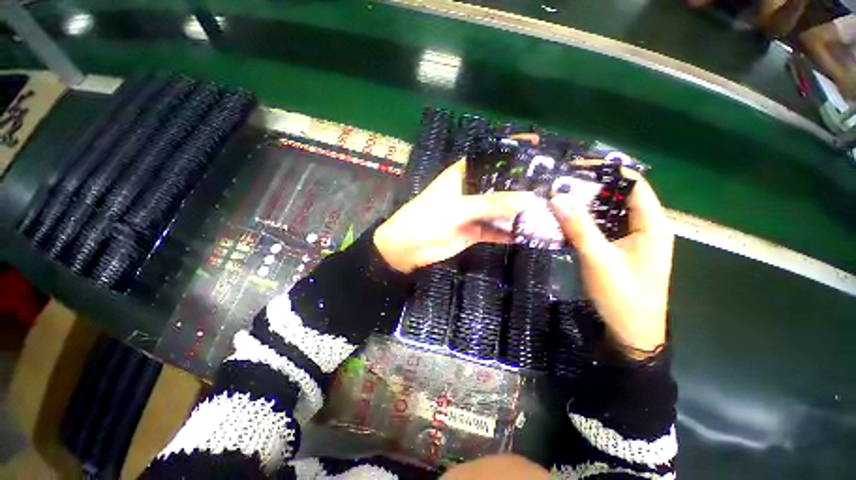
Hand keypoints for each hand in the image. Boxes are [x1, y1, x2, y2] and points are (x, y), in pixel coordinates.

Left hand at [374, 159, 535, 273]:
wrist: (407, 248)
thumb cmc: (426, 218)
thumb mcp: (459, 207)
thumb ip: (491, 203)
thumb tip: (528, 199)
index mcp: (462, 175)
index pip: (489, 157)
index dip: (511, 150)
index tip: (536, 145)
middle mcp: (470, 191)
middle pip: (499, 185)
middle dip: (521, 186)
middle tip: (552, 184)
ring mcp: (473, 212)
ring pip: (500, 209)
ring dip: (519, 211)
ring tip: (549, 210)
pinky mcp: (474, 231)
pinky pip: (496, 230)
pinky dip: (510, 232)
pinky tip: (530, 233)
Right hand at [550, 170, 672, 357]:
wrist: (632, 332)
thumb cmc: (623, 295)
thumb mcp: (598, 258)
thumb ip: (579, 227)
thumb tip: (558, 196)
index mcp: (652, 225)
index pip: (634, 185)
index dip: (609, 173)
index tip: (579, 168)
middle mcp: (646, 228)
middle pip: (620, 197)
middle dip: (593, 188)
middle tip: (562, 184)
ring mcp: (633, 240)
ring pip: (611, 213)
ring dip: (587, 205)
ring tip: (560, 198)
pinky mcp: (621, 251)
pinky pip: (604, 228)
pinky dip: (587, 222)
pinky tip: (567, 222)